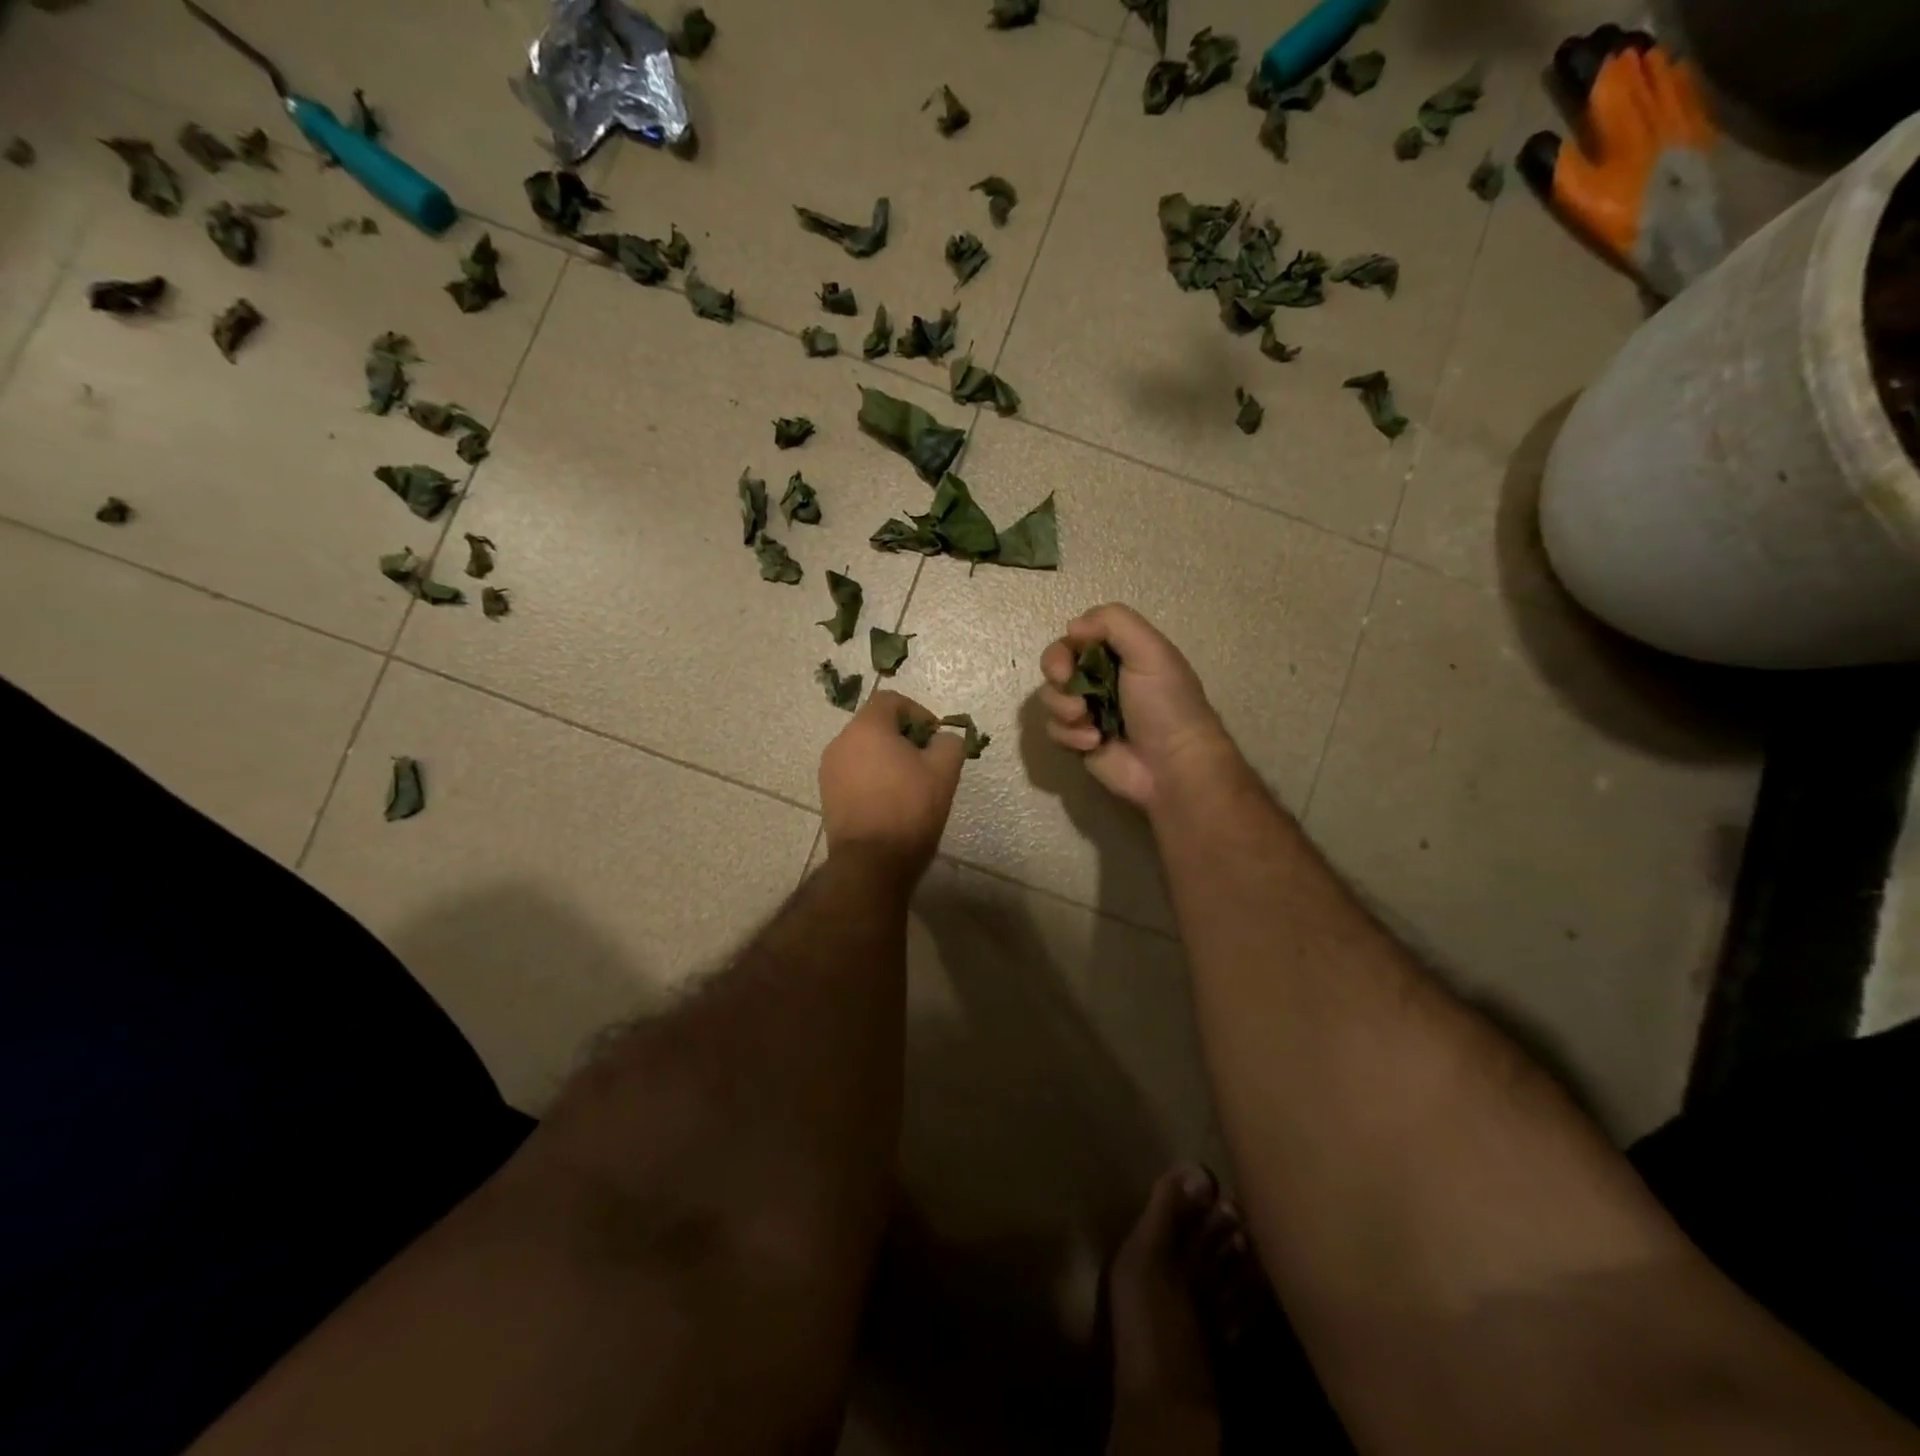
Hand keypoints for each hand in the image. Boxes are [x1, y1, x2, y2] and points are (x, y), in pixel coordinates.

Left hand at [820, 689, 965, 876]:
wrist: (871, 862)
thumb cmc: (909, 809)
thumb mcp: (944, 771)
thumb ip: (948, 743)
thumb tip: (942, 739)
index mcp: (867, 727)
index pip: (891, 700)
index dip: (918, 713)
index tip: (935, 738)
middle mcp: (841, 742)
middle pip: (875, 725)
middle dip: (903, 737)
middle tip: (927, 761)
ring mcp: (829, 770)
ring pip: (864, 750)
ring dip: (887, 758)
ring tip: (911, 785)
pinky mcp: (827, 795)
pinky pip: (854, 773)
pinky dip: (873, 777)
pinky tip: (891, 802)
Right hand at [1040, 604, 1234, 810]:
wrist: (1172, 765)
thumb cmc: (1165, 704)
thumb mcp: (1150, 651)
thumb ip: (1113, 622)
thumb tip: (1072, 627)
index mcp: (1120, 652)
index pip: (1077, 636)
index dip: (1066, 646)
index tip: (1070, 660)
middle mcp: (1100, 678)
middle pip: (1055, 663)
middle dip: (1056, 673)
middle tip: (1067, 684)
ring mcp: (1088, 710)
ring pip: (1050, 697)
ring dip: (1063, 707)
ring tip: (1086, 721)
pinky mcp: (1078, 740)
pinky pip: (1054, 729)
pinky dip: (1069, 734)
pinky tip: (1094, 743)